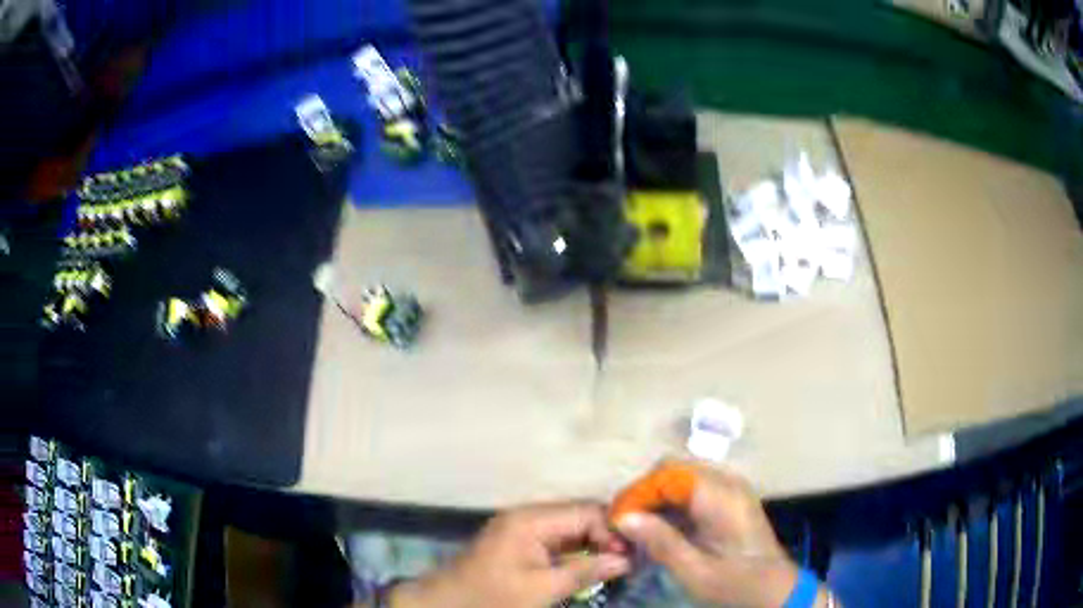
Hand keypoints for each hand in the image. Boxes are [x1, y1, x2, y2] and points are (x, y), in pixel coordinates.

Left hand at [390, 502, 630, 607]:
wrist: (445, 603)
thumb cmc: (492, 596)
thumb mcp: (542, 588)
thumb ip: (585, 571)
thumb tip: (625, 560)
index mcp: (532, 520)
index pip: (586, 511)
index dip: (614, 530)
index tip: (633, 555)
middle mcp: (528, 515)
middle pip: (580, 516)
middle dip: (606, 537)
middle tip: (627, 563)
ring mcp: (522, 528)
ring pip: (570, 528)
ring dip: (592, 545)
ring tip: (614, 566)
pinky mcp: (519, 541)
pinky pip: (556, 539)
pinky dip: (575, 551)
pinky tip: (589, 567)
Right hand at [615, 461, 818, 607]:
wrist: (776, 590)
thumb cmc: (737, 584)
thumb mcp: (695, 571)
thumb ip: (660, 542)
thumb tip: (623, 517)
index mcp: (721, 496)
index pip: (667, 473)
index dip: (638, 492)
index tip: (617, 519)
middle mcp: (727, 482)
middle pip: (673, 469)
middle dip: (645, 493)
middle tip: (626, 524)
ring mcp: (731, 488)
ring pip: (681, 476)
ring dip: (656, 498)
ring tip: (639, 527)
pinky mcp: (731, 499)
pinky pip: (692, 488)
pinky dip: (672, 503)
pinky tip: (663, 528)